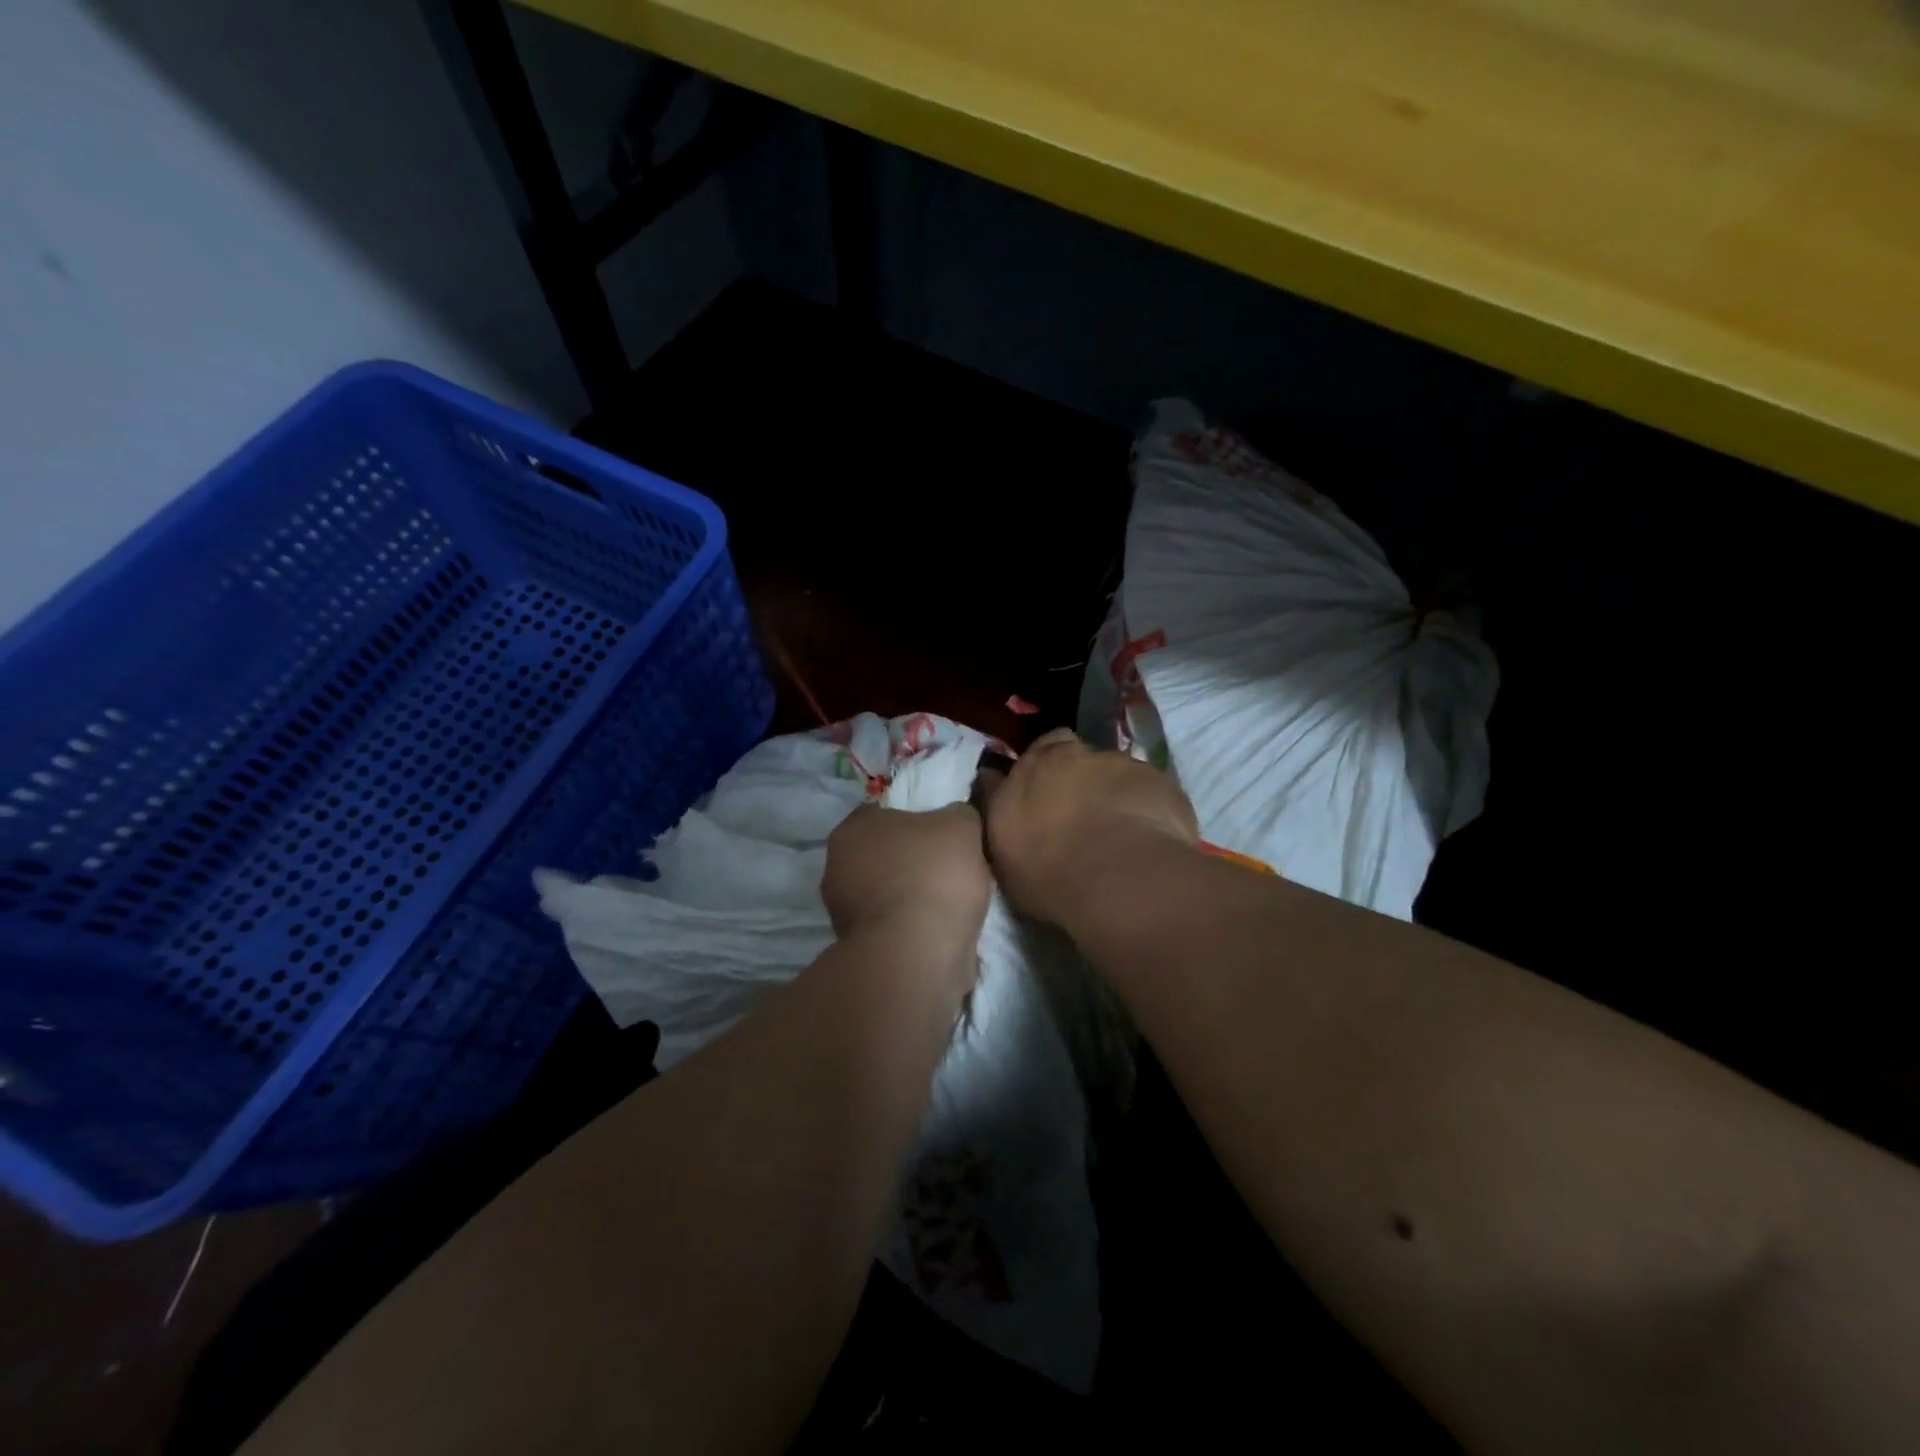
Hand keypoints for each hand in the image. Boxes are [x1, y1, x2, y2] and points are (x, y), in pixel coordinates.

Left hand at [822, 803, 992, 943]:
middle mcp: (837, 867)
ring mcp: (843, 912)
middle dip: (913, 859)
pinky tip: (939, 930)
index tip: (944, 833)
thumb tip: (956, 819)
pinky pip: (893, 924)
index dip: (917, 818)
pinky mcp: (858, 948)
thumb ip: (958, 813)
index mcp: (852, 829)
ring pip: (888, 891)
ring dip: (913, 895)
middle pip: (884, 853)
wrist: (918, 956)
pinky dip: (913, 926)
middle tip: (950, 865)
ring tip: (951, 902)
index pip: (884, 811)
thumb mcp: (962, 825)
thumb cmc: (933, 875)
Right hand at [985, 728, 1198, 927]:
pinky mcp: (1161, 782)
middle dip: (1077, 774)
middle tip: (1080, 810)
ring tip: (1119, 830)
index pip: (1036, 750)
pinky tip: (1148, 836)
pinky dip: (1147, 806)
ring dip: (1114, 790)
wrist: (1119, 878)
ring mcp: (1122, 764)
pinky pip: (1150, 790)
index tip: (1044, 794)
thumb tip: (991, 778)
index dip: (1041, 769)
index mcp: (1033, 766)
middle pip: (1077, 754)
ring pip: (1115, 770)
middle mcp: (1076, 755)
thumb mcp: (1001, 845)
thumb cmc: (1048, 870)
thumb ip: (999, 805)